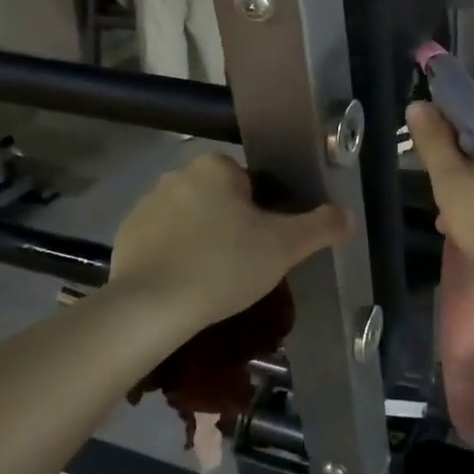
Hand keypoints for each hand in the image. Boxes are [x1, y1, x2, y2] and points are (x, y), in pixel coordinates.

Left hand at [108, 155, 347, 327]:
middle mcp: (177, 174)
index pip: (251, 183)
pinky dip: (174, 257)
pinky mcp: (126, 236)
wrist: (151, 307)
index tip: (266, 245)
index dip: (265, 214)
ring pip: (190, 220)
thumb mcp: (284, 247)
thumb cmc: (224, 265)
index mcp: (215, 166)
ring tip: (214, 280)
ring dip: (203, 240)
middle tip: (245, 265)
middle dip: (232, 226)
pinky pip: (162, 241)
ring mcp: (146, 204)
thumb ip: (320, 226)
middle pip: (220, 199)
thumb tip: (347, 215)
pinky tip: (184, 286)